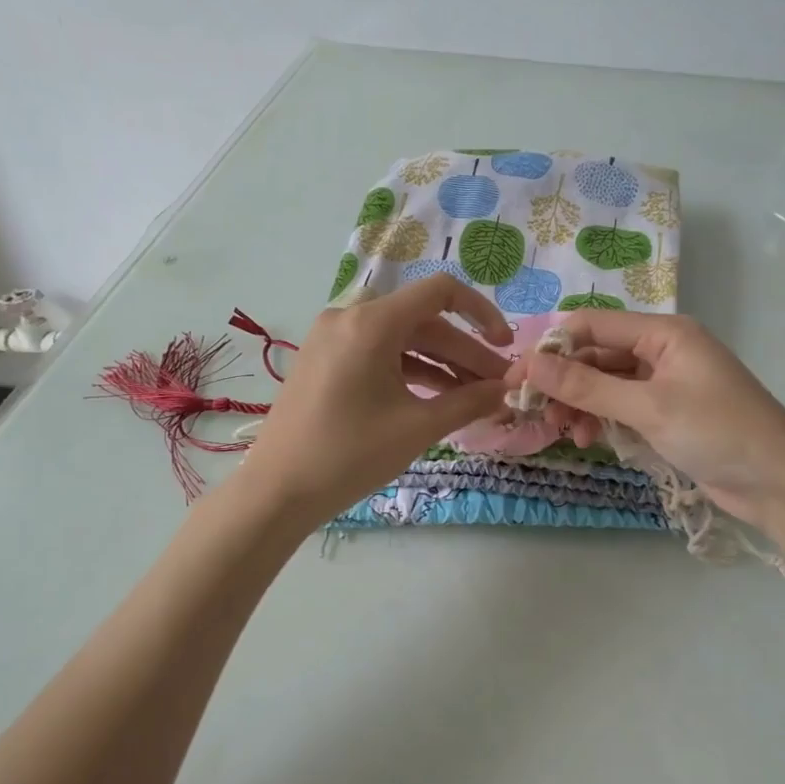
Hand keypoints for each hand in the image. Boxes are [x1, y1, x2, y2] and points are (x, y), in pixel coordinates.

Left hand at [236, 276, 514, 519]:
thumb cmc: (350, 456)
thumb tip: (507, 390)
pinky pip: (379, 355)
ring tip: (476, 397)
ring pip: (402, 341)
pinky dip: (411, 373)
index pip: (440, 292)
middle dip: (465, 353)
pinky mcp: (325, 361)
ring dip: (441, 365)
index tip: (505, 346)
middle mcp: (350, 318)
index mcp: (370, 323)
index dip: (481, 313)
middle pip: (423, 322)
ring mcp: (333, 339)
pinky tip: (439, 399)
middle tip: (499, 386)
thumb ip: (468, 402)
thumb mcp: (417, 428)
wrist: (277, 491)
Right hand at [505, 311, 784, 528]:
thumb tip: (531, 364)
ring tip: (566, 433)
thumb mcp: (649, 408)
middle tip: (533, 412)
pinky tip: (591, 441)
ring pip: (606, 383)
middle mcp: (662, 349)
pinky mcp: (668, 412)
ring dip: (581, 404)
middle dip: (564, 382)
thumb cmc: (719, 433)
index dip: (552, 348)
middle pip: (596, 355)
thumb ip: (588, 386)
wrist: (780, 483)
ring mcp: (666, 382)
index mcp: (664, 332)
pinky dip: (603, 420)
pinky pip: (623, 406)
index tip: (517, 379)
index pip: (592, 325)